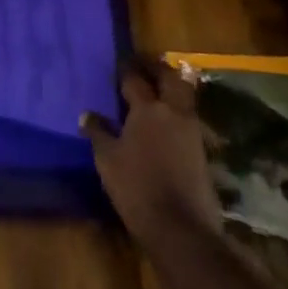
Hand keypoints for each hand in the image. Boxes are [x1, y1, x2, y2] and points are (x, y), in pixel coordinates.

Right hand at [81, 60, 223, 250]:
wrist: (180, 227)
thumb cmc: (137, 187)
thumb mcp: (108, 160)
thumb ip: (98, 133)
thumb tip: (87, 115)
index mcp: (147, 109)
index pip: (135, 79)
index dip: (126, 68)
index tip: (119, 61)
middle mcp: (172, 111)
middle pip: (169, 77)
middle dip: (156, 67)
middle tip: (143, 64)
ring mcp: (191, 129)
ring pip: (184, 94)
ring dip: (171, 85)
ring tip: (156, 87)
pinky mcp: (201, 148)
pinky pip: (189, 116)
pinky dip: (178, 109)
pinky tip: (166, 118)